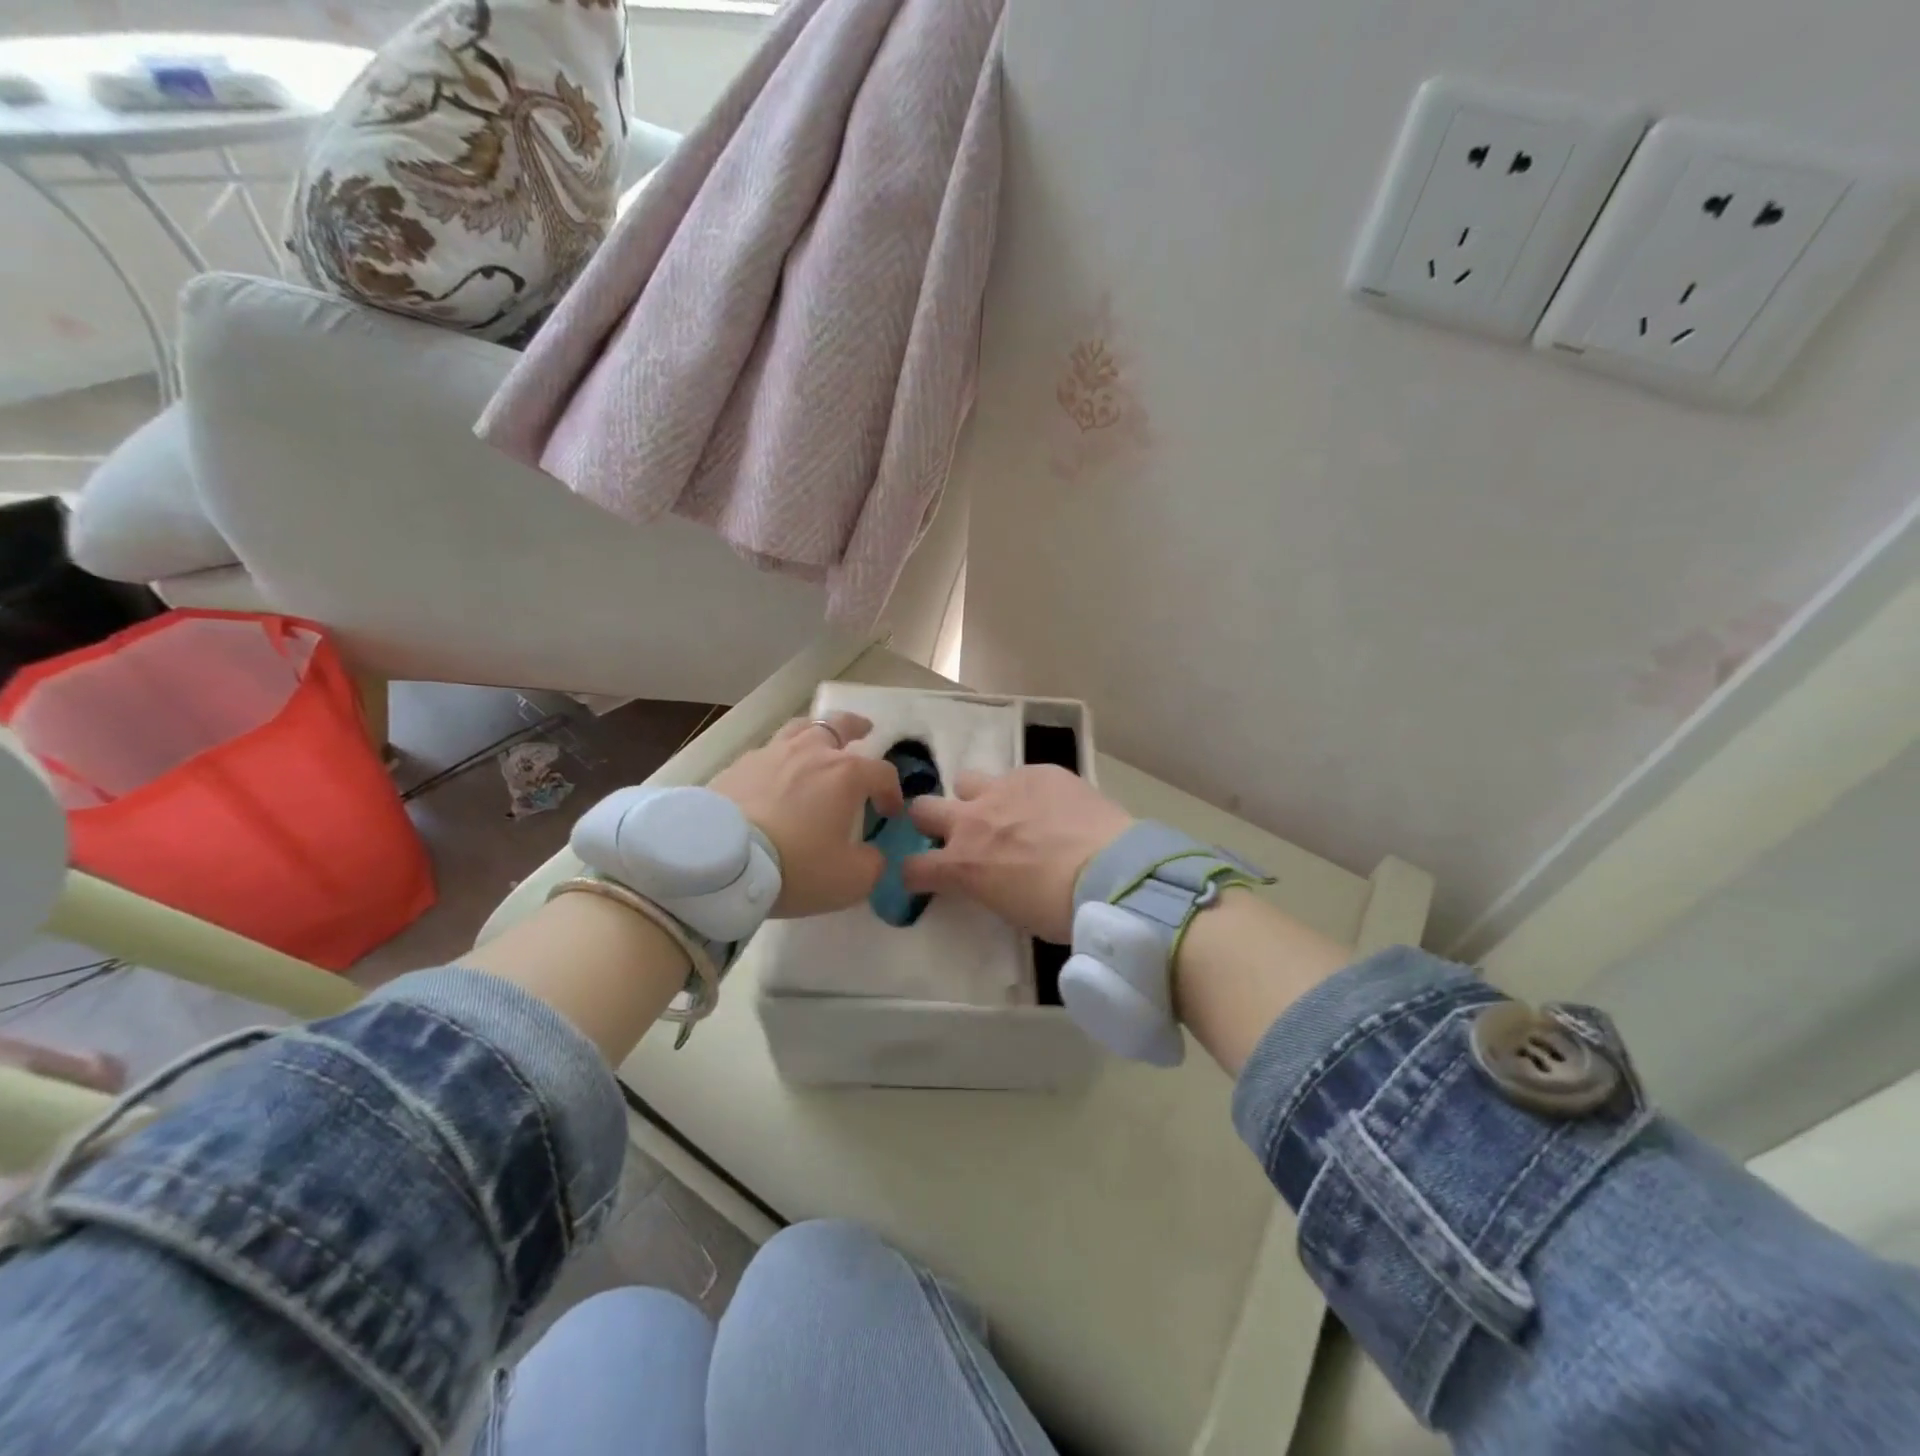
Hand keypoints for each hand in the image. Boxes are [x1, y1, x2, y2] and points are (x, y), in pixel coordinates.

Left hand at [710, 712, 905, 917]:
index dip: (892, 791)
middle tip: (864, 729)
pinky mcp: (736, 766)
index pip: (881, 772)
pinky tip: (774, 773)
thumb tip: (871, 856)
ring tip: (817, 741)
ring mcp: (770, 754)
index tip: (889, 813)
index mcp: (845, 774)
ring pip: (799, 729)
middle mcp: (810, 753)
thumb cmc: (796, 865)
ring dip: (815, 732)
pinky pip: (766, 752)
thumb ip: (872, 865)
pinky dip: (779, 758)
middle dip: (856, 727)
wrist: (720, 862)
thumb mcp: (849, 880)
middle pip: (839, 725)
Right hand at [902, 765, 1134, 942]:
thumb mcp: (1010, 909)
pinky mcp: (1037, 771)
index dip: (917, 874)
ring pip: (966, 780)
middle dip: (932, 821)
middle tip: (957, 834)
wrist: (1111, 873)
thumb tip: (990, 877)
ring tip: (1006, 811)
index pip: (913, 867)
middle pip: (923, 809)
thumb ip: (987, 885)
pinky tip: (1051, 805)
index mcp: (962, 865)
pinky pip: (1019, 775)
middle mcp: (971, 820)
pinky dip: (1026, 791)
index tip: (928, 878)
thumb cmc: (1061, 910)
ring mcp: (1003, 789)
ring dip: (976, 797)